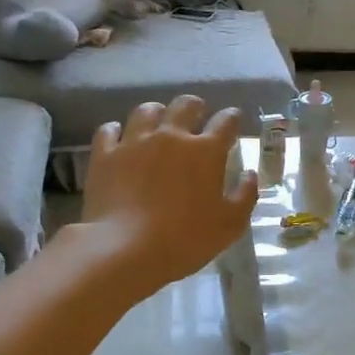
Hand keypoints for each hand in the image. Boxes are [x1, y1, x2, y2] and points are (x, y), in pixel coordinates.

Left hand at [82, 97, 256, 296]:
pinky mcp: (105, 155)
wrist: (125, 249)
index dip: (231, 117)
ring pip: (146, 110)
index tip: (233, 119)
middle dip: (195, 106)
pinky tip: (120, 139)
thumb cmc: (185, 239)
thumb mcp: (230, 225)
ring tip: (158, 122)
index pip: (225, 122)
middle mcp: (171, 136)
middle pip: (185, 105)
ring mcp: (135, 142)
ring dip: (157, 113)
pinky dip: (117, 131)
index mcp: (206, 151)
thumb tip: (249, 174)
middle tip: (197, 114)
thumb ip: (245, 195)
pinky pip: (109, 130)